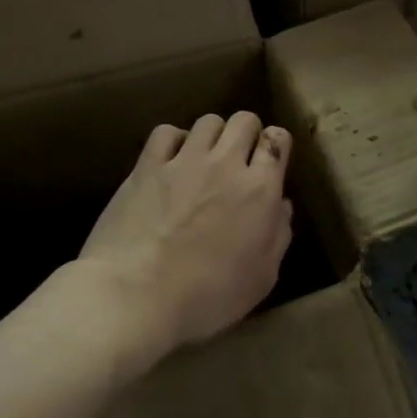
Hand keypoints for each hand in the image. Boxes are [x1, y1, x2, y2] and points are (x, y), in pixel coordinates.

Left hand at [79, 112, 293, 355]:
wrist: (135, 296)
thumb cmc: (207, 297)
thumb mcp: (262, 278)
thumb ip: (278, 236)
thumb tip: (281, 206)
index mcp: (260, 190)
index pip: (278, 141)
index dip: (276, 147)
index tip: (269, 164)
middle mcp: (226, 164)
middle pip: (245, 120)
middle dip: (248, 134)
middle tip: (239, 161)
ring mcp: (184, 160)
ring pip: (208, 121)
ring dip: (213, 136)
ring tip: (205, 160)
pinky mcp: (147, 165)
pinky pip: (166, 132)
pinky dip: (174, 140)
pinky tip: (171, 161)